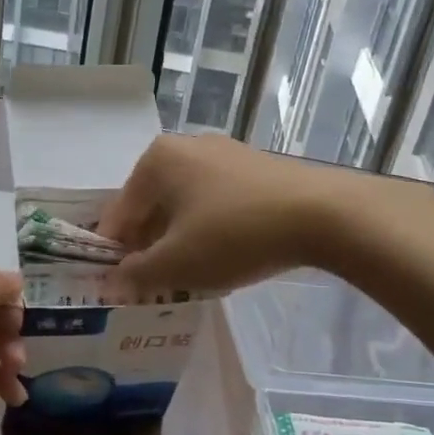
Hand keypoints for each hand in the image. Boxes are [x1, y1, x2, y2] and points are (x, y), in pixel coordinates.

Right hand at [99, 133, 352, 296]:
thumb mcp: (177, 263)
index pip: (119, 213)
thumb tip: (111, 282)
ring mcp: (223, 153)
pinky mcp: (254, 167)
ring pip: (185, 204)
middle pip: (152, 206)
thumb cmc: (234, 234)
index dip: (115, 254)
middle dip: (150, 246)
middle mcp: (185, 146)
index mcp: (156, 160)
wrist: (322, 214)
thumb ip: (135, 274)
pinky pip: (215, 200)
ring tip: (191, 275)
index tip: (120, 287)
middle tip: (156, 284)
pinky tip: (224, 255)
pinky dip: (210, 228)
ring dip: (180, 239)